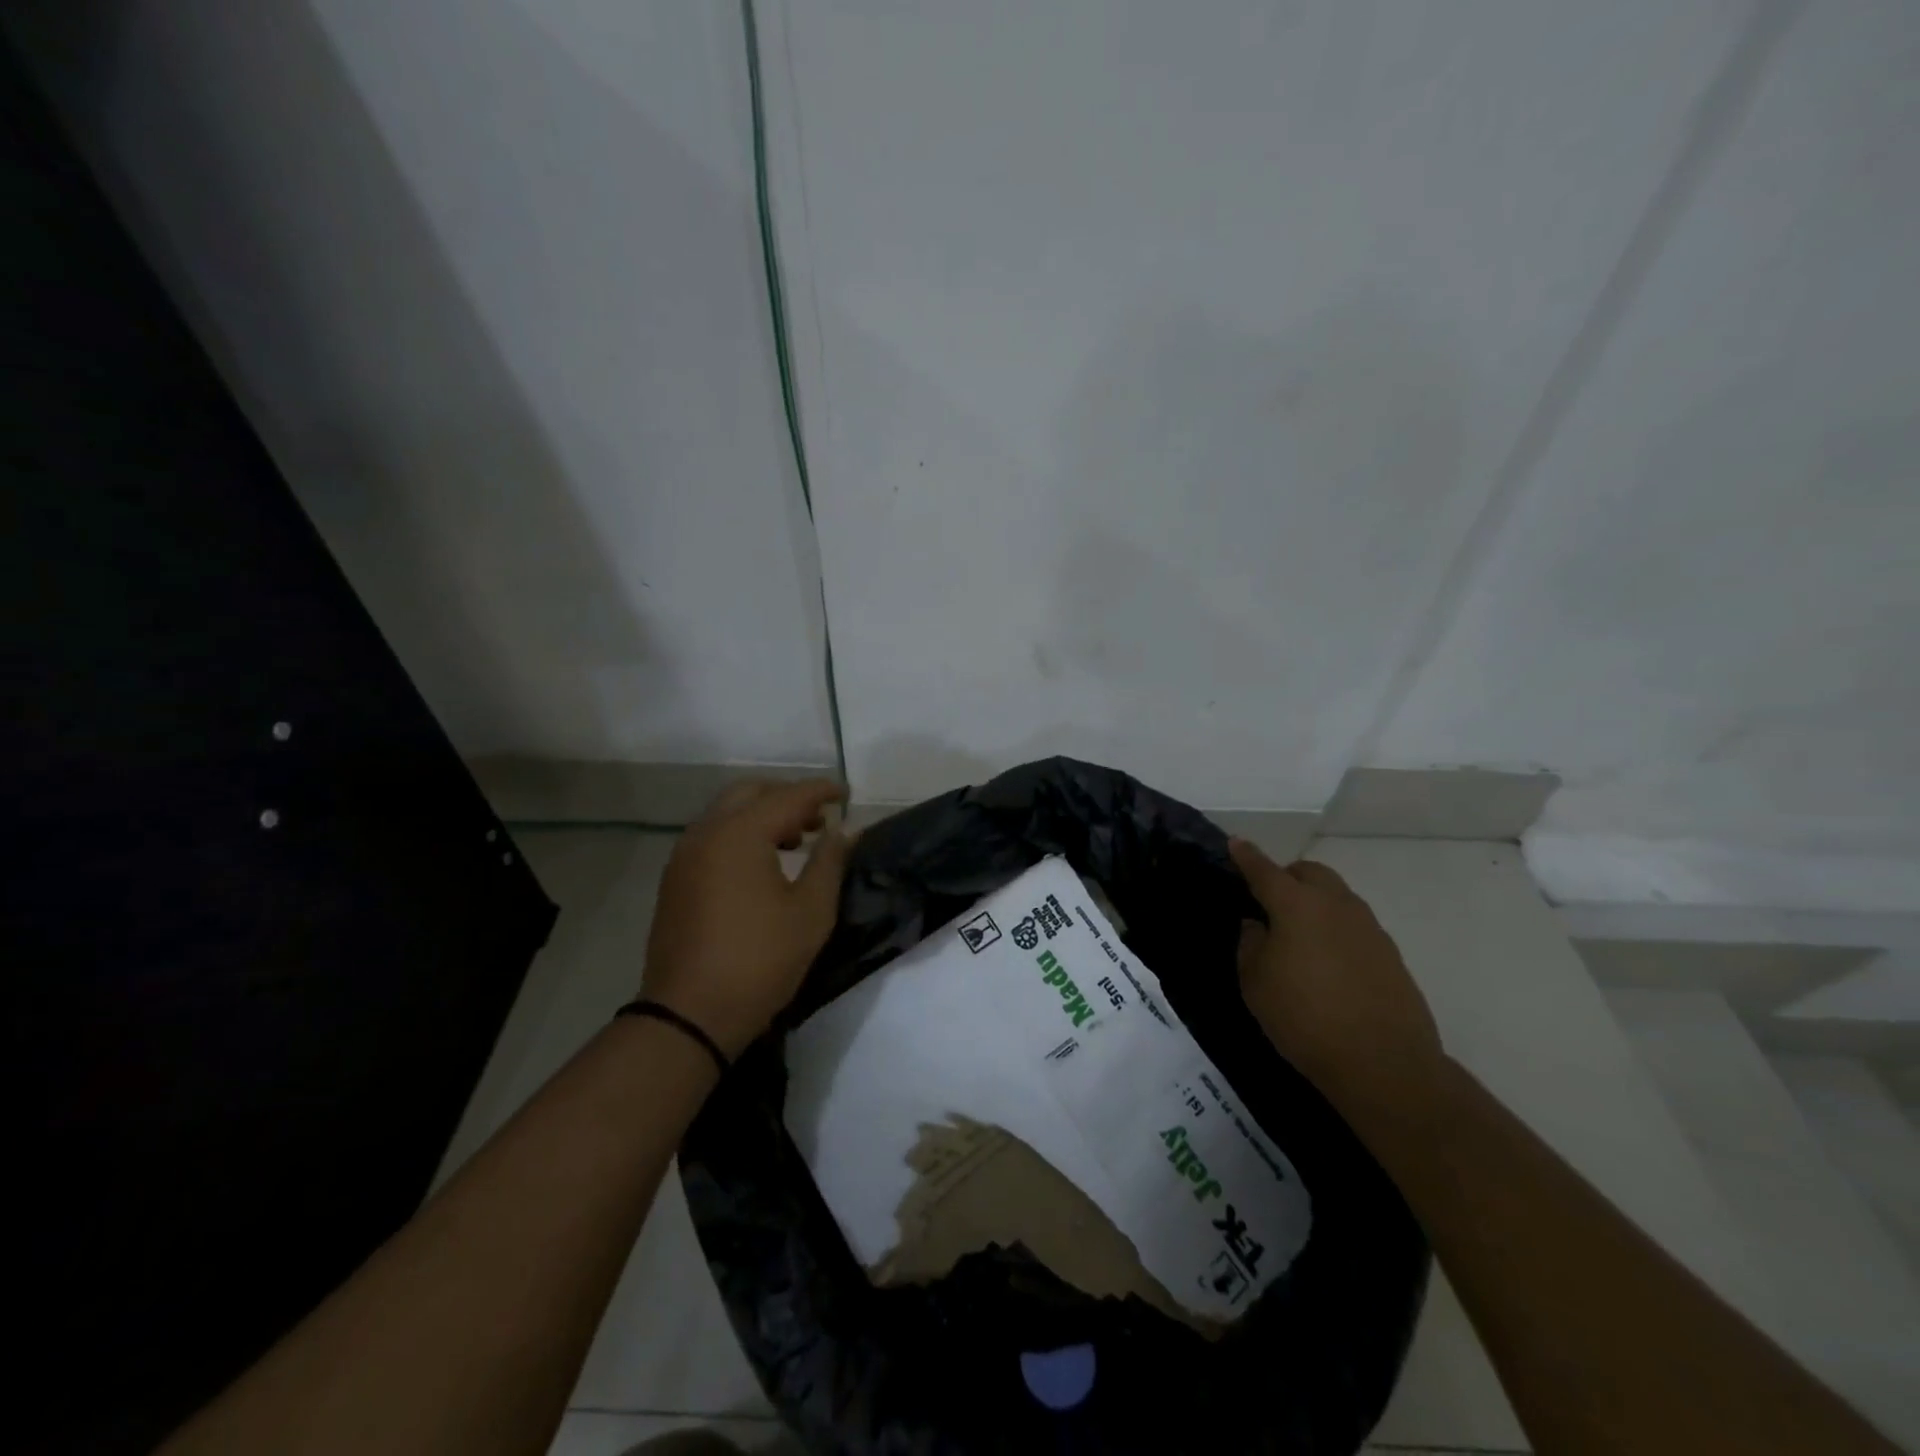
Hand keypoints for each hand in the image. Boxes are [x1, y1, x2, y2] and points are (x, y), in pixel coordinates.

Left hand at [641, 779, 850, 1057]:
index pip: (788, 796)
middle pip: (749, 793)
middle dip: (786, 796)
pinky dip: (740, 834)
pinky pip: (711, 837)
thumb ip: (829, 861)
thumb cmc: (760, 960)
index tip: (846, 793)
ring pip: (726, 814)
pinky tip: (762, 864)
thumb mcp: (811, 911)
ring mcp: (684, 856)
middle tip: (819, 817)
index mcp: (740, 833)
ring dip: (761, 815)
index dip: (820, 791)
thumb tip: (844, 830)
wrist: (689, 1014)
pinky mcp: (675, 880)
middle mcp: (706, 833)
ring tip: (796, 840)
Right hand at [1229, 838, 1445, 1123]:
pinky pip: (1354, 926)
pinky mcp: (1390, 955)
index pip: (1264, 870)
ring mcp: (1369, 928)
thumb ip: (1251, 944)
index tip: (1235, 843)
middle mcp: (1336, 904)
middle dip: (1287, 877)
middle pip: (1310, 873)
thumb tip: (1258, 925)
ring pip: (1336, 897)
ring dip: (1314, 903)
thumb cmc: (1304, 1018)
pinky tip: (1327, 964)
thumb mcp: (1255, 982)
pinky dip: (1335, 930)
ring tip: (1298, 936)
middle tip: (1269, 902)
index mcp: (1296, 904)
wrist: (1384, 1064)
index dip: (1247, 856)